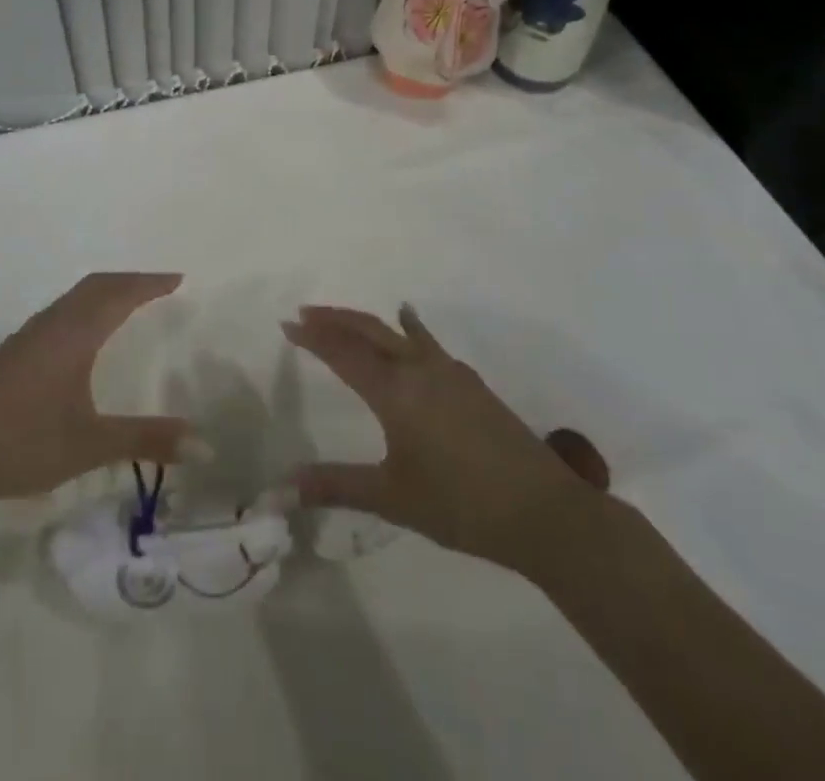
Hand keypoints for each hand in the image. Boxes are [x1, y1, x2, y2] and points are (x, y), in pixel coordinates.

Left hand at [0, 273, 200, 513]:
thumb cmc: (23, 442)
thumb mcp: (91, 444)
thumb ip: (147, 440)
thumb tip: (205, 444)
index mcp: (74, 333)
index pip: (120, 294)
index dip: (150, 284)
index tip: (179, 279)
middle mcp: (52, 324)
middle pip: (96, 285)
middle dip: (130, 280)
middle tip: (160, 287)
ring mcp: (29, 336)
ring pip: (75, 297)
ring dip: (106, 291)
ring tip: (130, 303)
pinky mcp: (14, 352)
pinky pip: (61, 311)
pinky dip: (86, 307)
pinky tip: (85, 336)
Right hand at [283, 303, 614, 579]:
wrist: (542, 510)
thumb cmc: (459, 505)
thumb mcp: (392, 498)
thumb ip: (337, 486)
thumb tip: (282, 488)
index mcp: (395, 392)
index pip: (343, 353)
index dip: (313, 337)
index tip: (287, 324)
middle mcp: (419, 369)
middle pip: (369, 330)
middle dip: (334, 319)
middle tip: (305, 313)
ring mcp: (449, 372)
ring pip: (398, 332)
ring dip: (366, 322)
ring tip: (343, 317)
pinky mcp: (470, 382)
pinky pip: (427, 342)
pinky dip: (408, 327)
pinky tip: (409, 324)